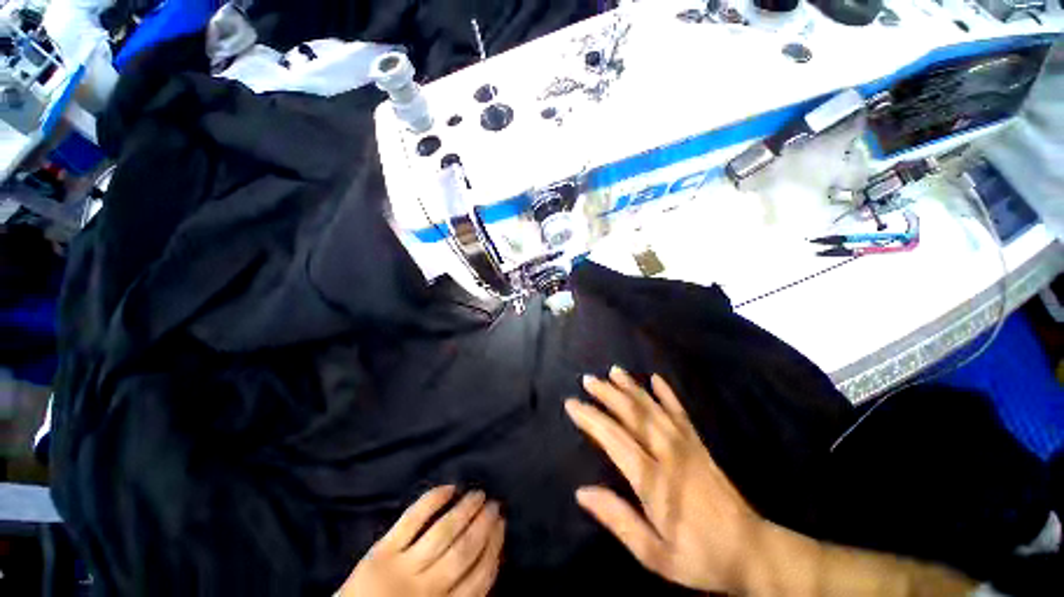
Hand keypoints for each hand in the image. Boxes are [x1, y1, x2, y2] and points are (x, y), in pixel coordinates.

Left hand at [338, 486, 504, 596]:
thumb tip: (486, 563)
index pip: (480, 578)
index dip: (494, 549)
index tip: (503, 527)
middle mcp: (427, 589)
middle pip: (464, 551)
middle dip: (484, 525)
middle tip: (495, 505)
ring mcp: (403, 567)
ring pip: (443, 532)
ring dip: (465, 509)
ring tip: (479, 494)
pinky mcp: (382, 551)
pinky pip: (412, 519)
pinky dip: (433, 500)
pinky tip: (449, 488)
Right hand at [565, 367, 764, 593]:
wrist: (751, 551)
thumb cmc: (699, 557)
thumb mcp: (655, 554)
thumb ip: (618, 520)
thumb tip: (582, 493)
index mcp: (654, 479)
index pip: (614, 439)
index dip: (591, 419)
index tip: (572, 403)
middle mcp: (668, 453)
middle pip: (633, 415)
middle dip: (607, 394)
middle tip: (588, 379)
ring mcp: (686, 445)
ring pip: (653, 408)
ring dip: (631, 387)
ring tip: (613, 371)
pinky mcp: (699, 444)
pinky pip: (680, 412)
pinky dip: (667, 394)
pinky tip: (656, 378)